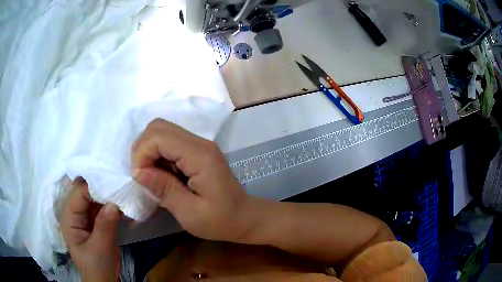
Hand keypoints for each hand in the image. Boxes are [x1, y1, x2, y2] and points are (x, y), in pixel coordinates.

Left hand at [60, 177, 121, 281]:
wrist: (102, 281)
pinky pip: (102, 206)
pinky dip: (112, 203)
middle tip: (121, 185)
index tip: (115, 184)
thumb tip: (114, 202)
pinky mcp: (94, 219)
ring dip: (108, 194)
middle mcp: (74, 211)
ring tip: (124, 191)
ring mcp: (84, 215)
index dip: (95, 185)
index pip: (79, 191)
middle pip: (86, 189)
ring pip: (95, 196)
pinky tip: (123, 203)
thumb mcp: (100, 249)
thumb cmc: (97, 267)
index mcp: (69, 216)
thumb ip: (105, 226)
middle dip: (102, 186)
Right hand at [131, 119, 254, 241]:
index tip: (140, 179)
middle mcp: (199, 142)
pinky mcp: (197, 151)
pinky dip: (158, 155)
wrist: (244, 217)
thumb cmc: (220, 220)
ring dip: (149, 151)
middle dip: (143, 149)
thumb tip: (138, 172)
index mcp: (200, 155)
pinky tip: (161, 174)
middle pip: (158, 127)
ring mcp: (199, 144)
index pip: (159, 136)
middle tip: (143, 176)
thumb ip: (164, 189)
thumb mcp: (190, 213)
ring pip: (162, 132)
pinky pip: (169, 142)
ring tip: (151, 176)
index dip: (142, 154)